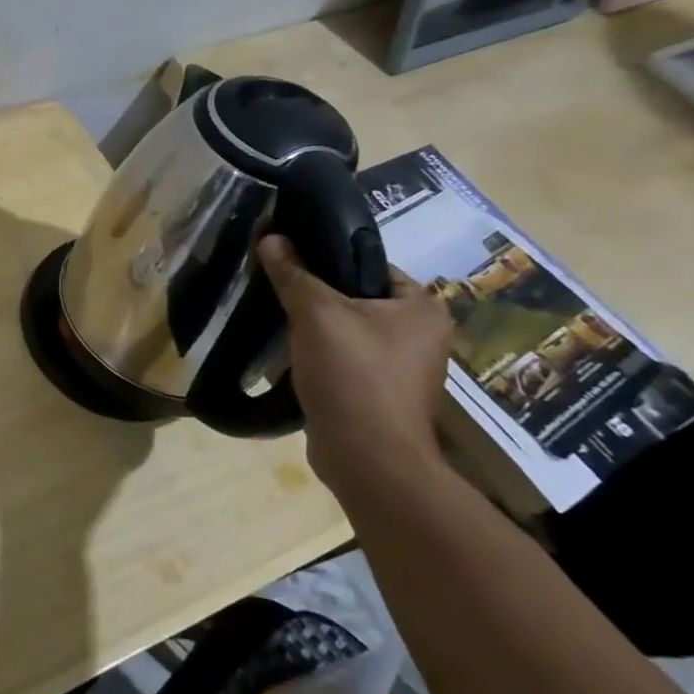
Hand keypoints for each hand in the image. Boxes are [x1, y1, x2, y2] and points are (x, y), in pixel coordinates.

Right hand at [257, 234, 453, 492]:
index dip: (328, 258)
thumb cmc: (353, 374)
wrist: (366, 457)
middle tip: (277, 289)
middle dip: (314, 296)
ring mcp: (401, 369)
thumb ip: (293, 273)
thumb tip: (271, 236)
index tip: (290, 260)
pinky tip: (287, 356)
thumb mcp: (315, 313)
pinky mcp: (378, 394)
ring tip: (276, 320)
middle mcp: (422, 336)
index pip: (370, 264)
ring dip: (312, 328)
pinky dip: (317, 356)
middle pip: (356, 298)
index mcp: (423, 308)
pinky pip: (342, 360)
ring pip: (346, 331)